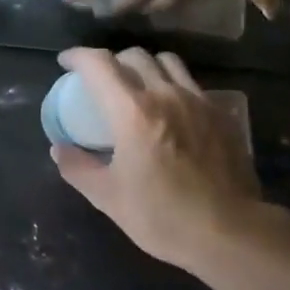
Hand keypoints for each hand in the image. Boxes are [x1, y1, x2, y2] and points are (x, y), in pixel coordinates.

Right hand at [50, 46, 267, 269]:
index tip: (66, 63)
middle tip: (101, 81)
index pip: (99, 64)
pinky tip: (173, 111)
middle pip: (135, 56)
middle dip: (112, 61)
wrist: (231, 233)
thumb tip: (59, 149)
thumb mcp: (108, 197)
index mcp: (132, 112)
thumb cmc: (163, 216)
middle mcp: (166, 95)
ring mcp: (199, 102)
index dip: (78, 56)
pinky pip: (193, 85)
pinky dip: (175, 86)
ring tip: (139, 86)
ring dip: (146, 67)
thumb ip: (78, 168)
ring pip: (168, 63)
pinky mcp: (222, 115)